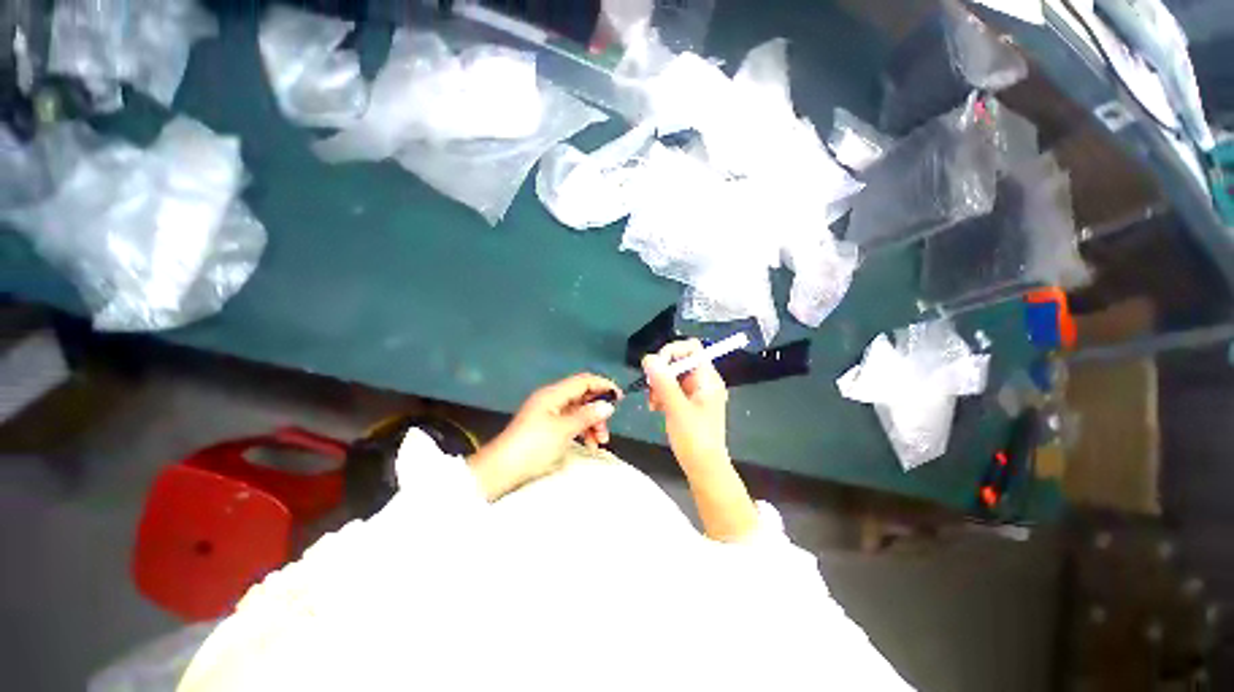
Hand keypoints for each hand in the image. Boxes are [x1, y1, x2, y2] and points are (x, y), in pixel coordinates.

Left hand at [468, 373, 620, 499]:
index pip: (584, 381)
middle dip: (598, 410)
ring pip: (578, 411)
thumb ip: (587, 415)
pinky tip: (588, 444)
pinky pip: (570, 422)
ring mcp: (548, 413)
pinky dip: (581, 430)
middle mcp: (552, 399)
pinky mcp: (546, 427)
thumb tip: (608, 405)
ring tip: (599, 442)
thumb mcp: (564, 430)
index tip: (620, 397)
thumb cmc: (533, 446)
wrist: (501, 469)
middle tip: (606, 429)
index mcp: (554, 394)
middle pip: (582, 396)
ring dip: (591, 423)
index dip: (603, 385)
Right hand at [644, 340, 755, 541]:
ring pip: (672, 376)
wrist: (704, 469)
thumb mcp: (676, 408)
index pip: (692, 348)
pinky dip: (662, 395)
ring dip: (659, 385)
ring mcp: (696, 392)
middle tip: (650, 389)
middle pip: (679, 361)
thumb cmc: (695, 439)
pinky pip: (672, 389)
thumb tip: (648, 358)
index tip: (655, 367)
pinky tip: (656, 408)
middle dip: (661, 372)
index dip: (672, 351)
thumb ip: (663, 382)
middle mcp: (703, 381)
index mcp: (708, 378)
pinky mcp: (688, 403)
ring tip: (653, 404)